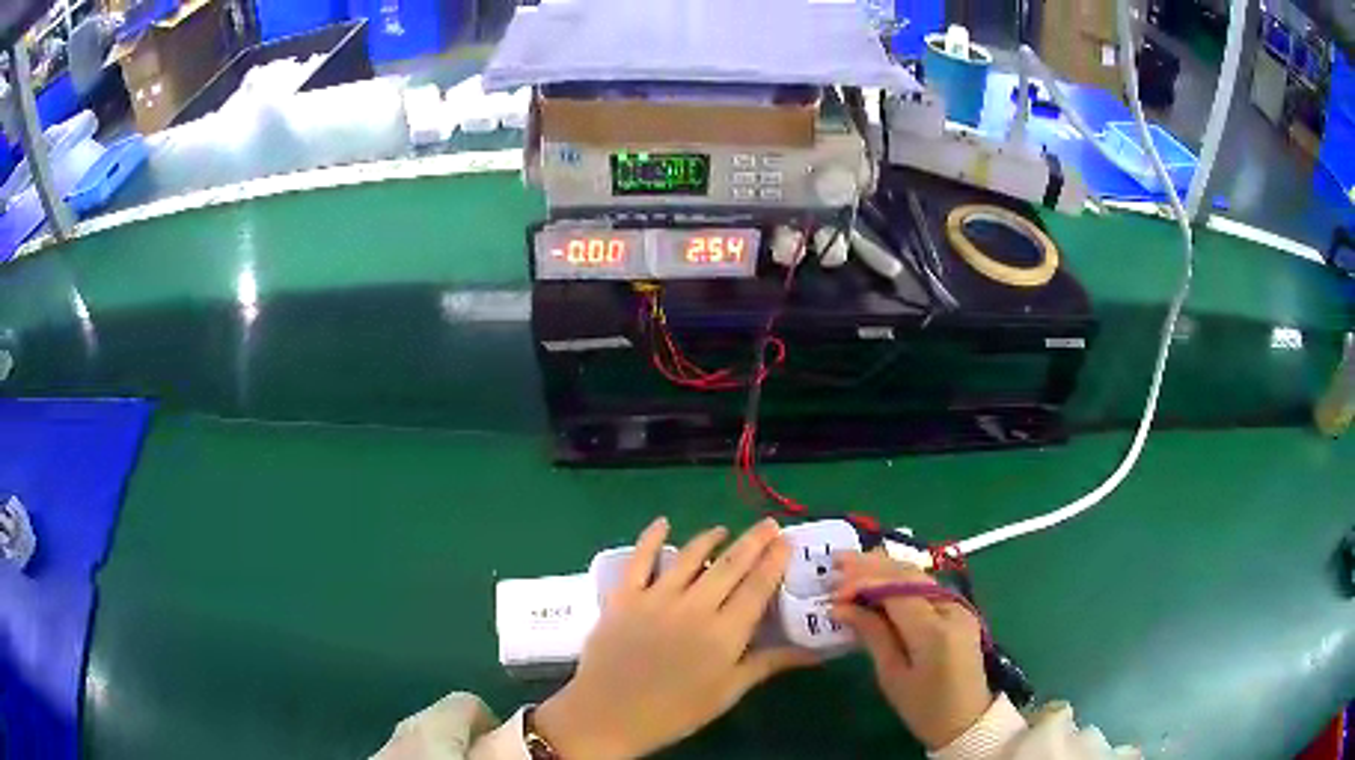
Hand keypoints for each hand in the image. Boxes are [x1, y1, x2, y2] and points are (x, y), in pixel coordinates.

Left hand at [535, 517, 818, 758]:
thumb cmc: (675, 711)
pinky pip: (639, 559)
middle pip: (730, 566)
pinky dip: (651, 538)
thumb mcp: (728, 692)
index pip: (757, 587)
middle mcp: (695, 607)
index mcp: (725, 633)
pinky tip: (662, 523)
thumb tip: (814, 652)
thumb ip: (768, 664)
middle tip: (768, 524)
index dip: (774, 561)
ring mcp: (656, 598)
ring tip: (724, 529)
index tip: (786, 541)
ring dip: (710, 538)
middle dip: (753, 541)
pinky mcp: (624, 597)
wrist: (609, 715)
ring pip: (690, 557)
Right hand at [829, 552, 992, 750]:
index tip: (833, 592)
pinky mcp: (959, 610)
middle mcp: (951, 609)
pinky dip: (900, 579)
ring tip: (852, 565)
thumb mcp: (892, 676)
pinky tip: (880, 578)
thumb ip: (872, 635)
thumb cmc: (923, 707)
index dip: (863, 583)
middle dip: (872, 566)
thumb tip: (841, 607)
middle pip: (909, 575)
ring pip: (918, 575)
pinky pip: (926, 586)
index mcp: (934, 631)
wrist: (966, 719)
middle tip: (837, 562)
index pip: (896, 591)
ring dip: (885, 568)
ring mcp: (959, 607)